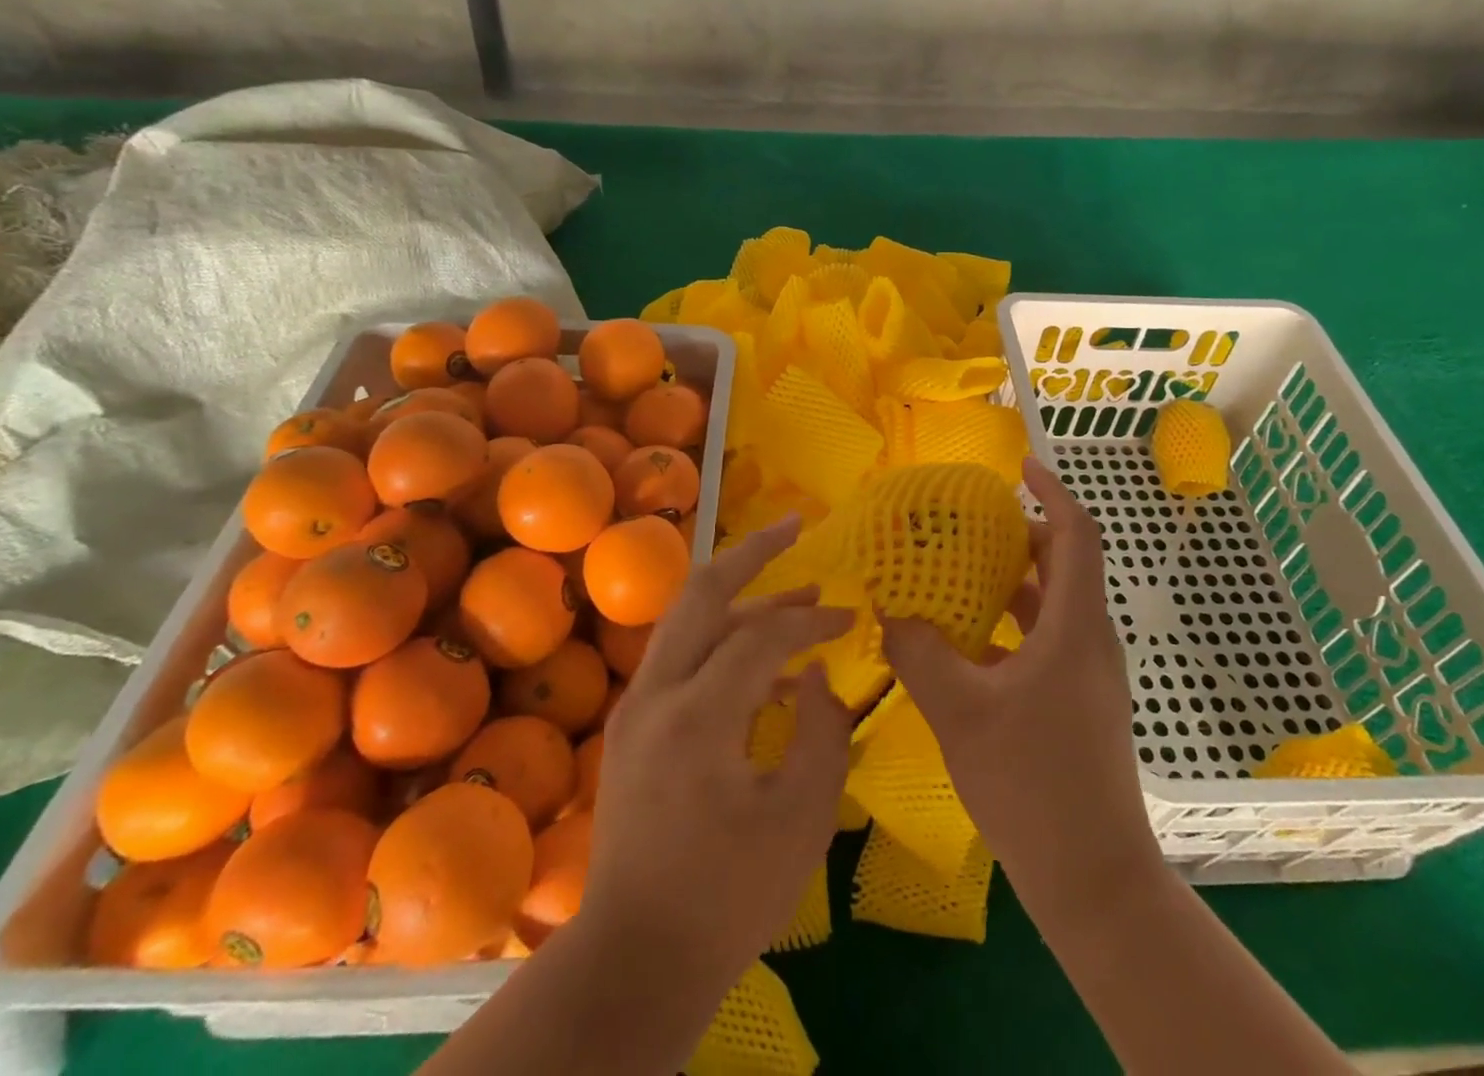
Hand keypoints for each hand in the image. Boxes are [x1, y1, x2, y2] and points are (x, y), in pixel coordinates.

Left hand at [583, 515, 855, 981]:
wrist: (636, 958)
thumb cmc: (729, 895)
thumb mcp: (802, 817)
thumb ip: (823, 733)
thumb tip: (818, 679)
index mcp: (698, 715)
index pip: (762, 635)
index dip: (813, 620)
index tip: (851, 619)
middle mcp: (656, 693)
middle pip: (701, 592)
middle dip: (752, 552)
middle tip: (795, 525)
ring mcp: (636, 707)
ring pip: (687, 618)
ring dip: (739, 596)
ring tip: (793, 593)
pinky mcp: (632, 726)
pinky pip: (681, 655)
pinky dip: (722, 638)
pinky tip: (762, 660)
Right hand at [881, 457, 1160, 915]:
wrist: (1092, 878)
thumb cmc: (1032, 784)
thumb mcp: (961, 712)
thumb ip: (920, 653)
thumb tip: (889, 609)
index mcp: (1075, 626)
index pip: (1077, 534)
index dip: (1053, 492)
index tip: (1020, 466)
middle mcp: (1090, 639)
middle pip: (1063, 564)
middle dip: (1020, 535)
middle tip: (969, 525)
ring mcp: (1088, 674)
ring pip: (1052, 604)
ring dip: (1012, 581)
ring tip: (958, 574)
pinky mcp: (1079, 702)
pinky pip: (1045, 640)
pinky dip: (1010, 625)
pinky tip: (965, 644)